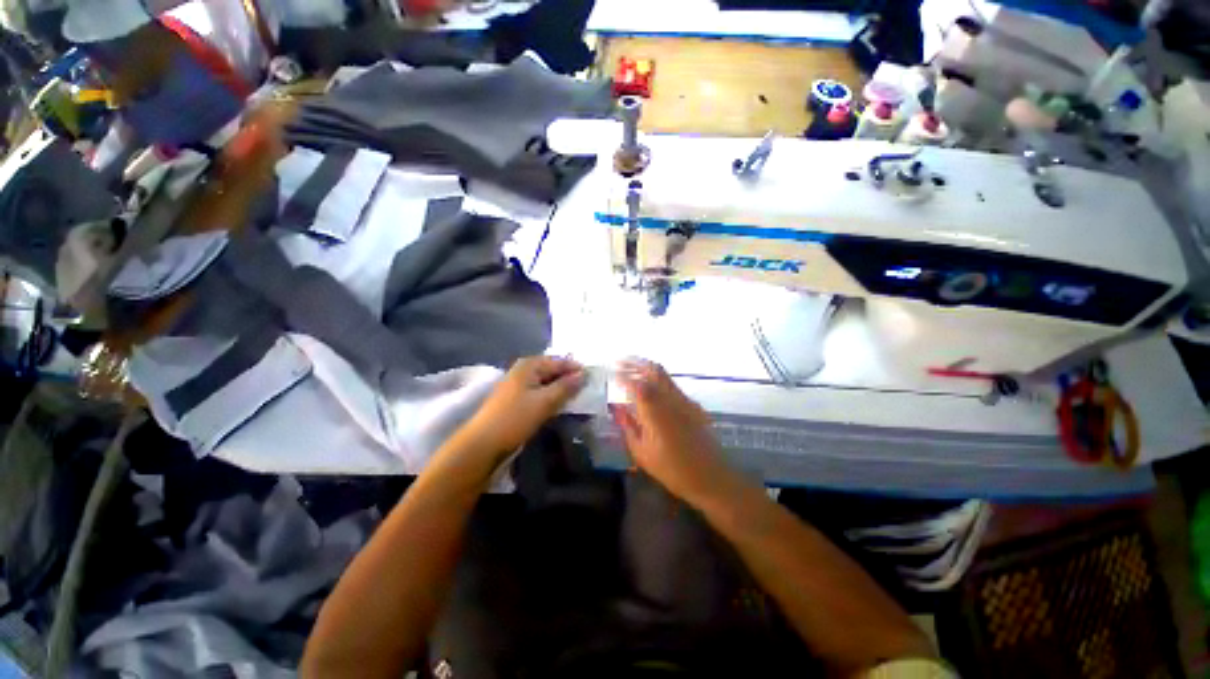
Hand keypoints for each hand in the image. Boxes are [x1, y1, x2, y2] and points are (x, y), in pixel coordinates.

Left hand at [460, 356, 584, 460]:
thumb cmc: (516, 418)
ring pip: (547, 383)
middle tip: (589, 389)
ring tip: (579, 398)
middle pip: (553, 371)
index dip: (576, 369)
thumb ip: (566, 386)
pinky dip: (552, 398)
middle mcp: (524, 371)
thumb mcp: (545, 401)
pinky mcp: (517, 400)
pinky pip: (540, 394)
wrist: (484, 444)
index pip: (559, 361)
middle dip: (570, 379)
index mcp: (529, 365)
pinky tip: (561, 406)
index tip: (594, 378)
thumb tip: (583, 374)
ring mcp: (519, 386)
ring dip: (562, 390)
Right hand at [612, 359, 733, 502]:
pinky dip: (659, 380)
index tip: (613, 372)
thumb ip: (628, 426)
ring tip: (633, 369)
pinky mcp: (694, 405)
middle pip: (653, 371)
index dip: (623, 375)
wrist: (711, 477)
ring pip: (665, 375)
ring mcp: (684, 400)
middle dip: (636, 363)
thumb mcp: (642, 452)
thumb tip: (617, 408)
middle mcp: (670, 399)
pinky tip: (653, 388)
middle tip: (622, 361)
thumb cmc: (672, 469)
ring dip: (647, 369)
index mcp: (654, 411)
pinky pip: (673, 386)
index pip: (636, 384)